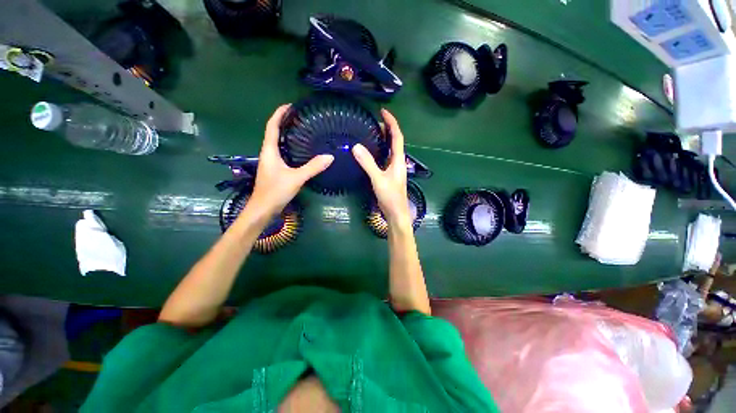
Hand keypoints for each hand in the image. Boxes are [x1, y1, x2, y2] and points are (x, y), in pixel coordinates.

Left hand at [248, 104, 333, 216]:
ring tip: (303, 130)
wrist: (263, 209)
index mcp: (269, 150)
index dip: (279, 114)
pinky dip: (290, 147)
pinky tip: (301, 150)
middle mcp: (268, 153)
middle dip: (285, 122)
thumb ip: (313, 167)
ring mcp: (271, 162)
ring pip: (278, 143)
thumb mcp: (296, 178)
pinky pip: (282, 152)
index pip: (272, 126)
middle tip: (301, 117)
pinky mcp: (275, 169)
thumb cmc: (275, 191)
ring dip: (287, 134)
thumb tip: (330, 157)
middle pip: (274, 132)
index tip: (290, 105)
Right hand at [352, 109, 409, 226]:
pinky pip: (385, 157)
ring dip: (384, 139)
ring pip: (390, 149)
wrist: (396, 213)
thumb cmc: (390, 196)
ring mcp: (394, 168)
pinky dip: (380, 150)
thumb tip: (356, 146)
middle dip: (387, 129)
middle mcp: (398, 162)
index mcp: (398, 160)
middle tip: (374, 121)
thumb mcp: (378, 179)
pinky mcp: (389, 174)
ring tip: (372, 132)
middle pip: (395, 141)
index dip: (392, 122)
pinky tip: (371, 151)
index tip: (383, 111)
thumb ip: (368, 163)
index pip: (397, 136)